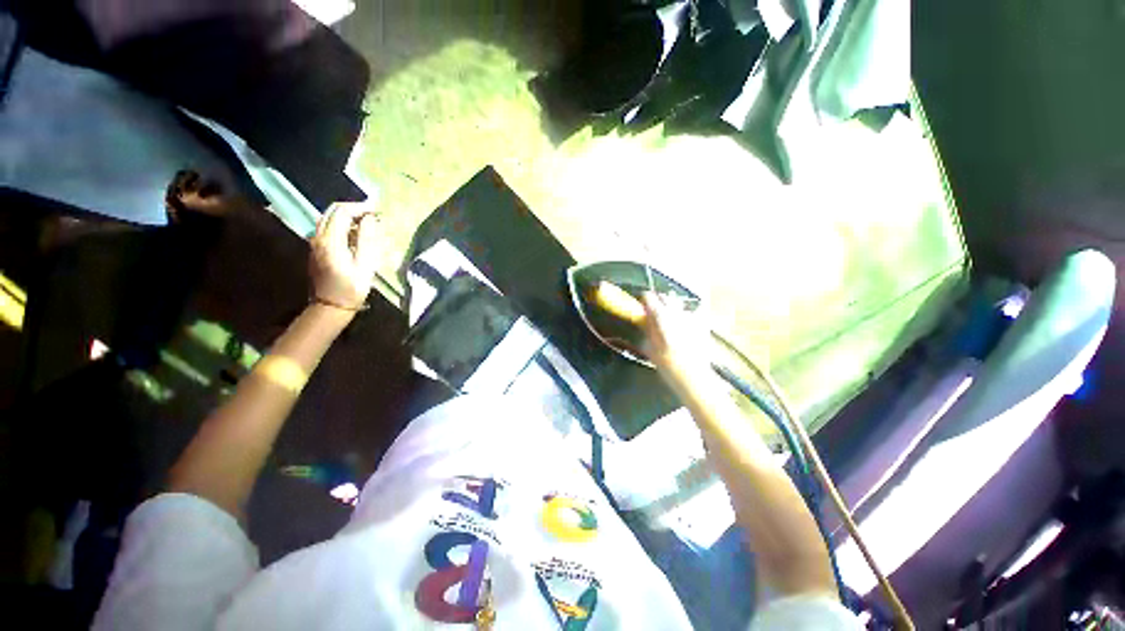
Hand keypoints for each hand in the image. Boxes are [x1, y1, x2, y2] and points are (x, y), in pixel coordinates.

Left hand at [310, 203, 378, 310]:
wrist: (331, 306)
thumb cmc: (352, 288)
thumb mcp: (365, 264)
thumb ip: (367, 239)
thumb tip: (370, 219)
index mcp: (330, 240)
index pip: (343, 212)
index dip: (361, 208)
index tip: (378, 211)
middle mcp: (318, 237)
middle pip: (333, 211)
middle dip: (353, 209)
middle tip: (373, 214)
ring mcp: (314, 243)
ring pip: (328, 218)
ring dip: (347, 216)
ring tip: (366, 223)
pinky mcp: (316, 249)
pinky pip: (327, 228)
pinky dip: (341, 224)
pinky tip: (355, 233)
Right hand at [641, 292, 711, 385]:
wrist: (693, 377)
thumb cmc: (667, 364)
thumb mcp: (649, 347)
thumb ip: (647, 329)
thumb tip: (644, 320)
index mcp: (661, 315)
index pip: (648, 296)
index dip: (643, 300)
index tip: (641, 307)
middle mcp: (676, 311)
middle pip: (665, 296)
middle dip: (658, 301)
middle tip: (652, 314)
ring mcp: (691, 317)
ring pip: (678, 304)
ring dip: (672, 308)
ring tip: (669, 321)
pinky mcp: (702, 324)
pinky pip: (691, 314)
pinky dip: (685, 317)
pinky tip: (684, 328)